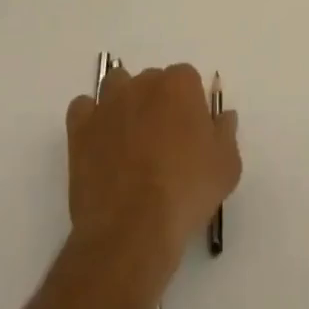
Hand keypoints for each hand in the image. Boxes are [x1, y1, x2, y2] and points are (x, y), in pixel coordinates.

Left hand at [65, 64, 240, 262]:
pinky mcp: (81, 129)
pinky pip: (83, 109)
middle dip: (157, 103)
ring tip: (129, 139)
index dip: (189, 106)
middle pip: (152, 81)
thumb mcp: (227, 166)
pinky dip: (90, 119)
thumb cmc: (186, 192)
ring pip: (116, 86)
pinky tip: (100, 143)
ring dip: (123, 103)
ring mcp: (108, 104)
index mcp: (180, 84)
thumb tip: (223, 116)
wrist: (132, 229)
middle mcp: (143, 83)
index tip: (191, 134)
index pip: (187, 80)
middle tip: (162, 142)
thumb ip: (226, 133)